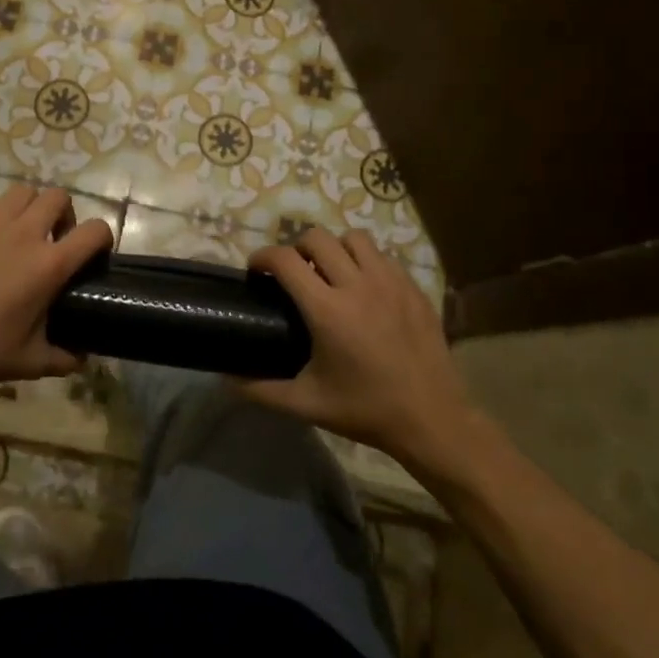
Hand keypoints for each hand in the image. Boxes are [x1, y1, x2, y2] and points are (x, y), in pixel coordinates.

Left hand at [0, 184, 112, 390]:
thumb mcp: (31, 362)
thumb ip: (64, 359)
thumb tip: (82, 358)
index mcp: (48, 265)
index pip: (94, 231)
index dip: (103, 237)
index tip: (95, 254)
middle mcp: (25, 234)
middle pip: (58, 197)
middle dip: (65, 214)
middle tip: (56, 239)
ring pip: (23, 192)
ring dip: (31, 207)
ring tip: (24, 231)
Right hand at [235, 227, 474, 464]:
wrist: (432, 420)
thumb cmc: (365, 410)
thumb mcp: (307, 404)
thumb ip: (261, 390)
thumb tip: (226, 379)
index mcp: (327, 310)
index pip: (285, 259)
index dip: (262, 257)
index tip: (256, 270)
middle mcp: (358, 285)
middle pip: (317, 237)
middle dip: (296, 248)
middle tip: (293, 273)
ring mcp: (391, 283)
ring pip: (354, 239)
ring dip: (334, 248)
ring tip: (330, 273)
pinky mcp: (414, 289)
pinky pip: (383, 257)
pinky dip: (366, 263)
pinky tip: (365, 290)